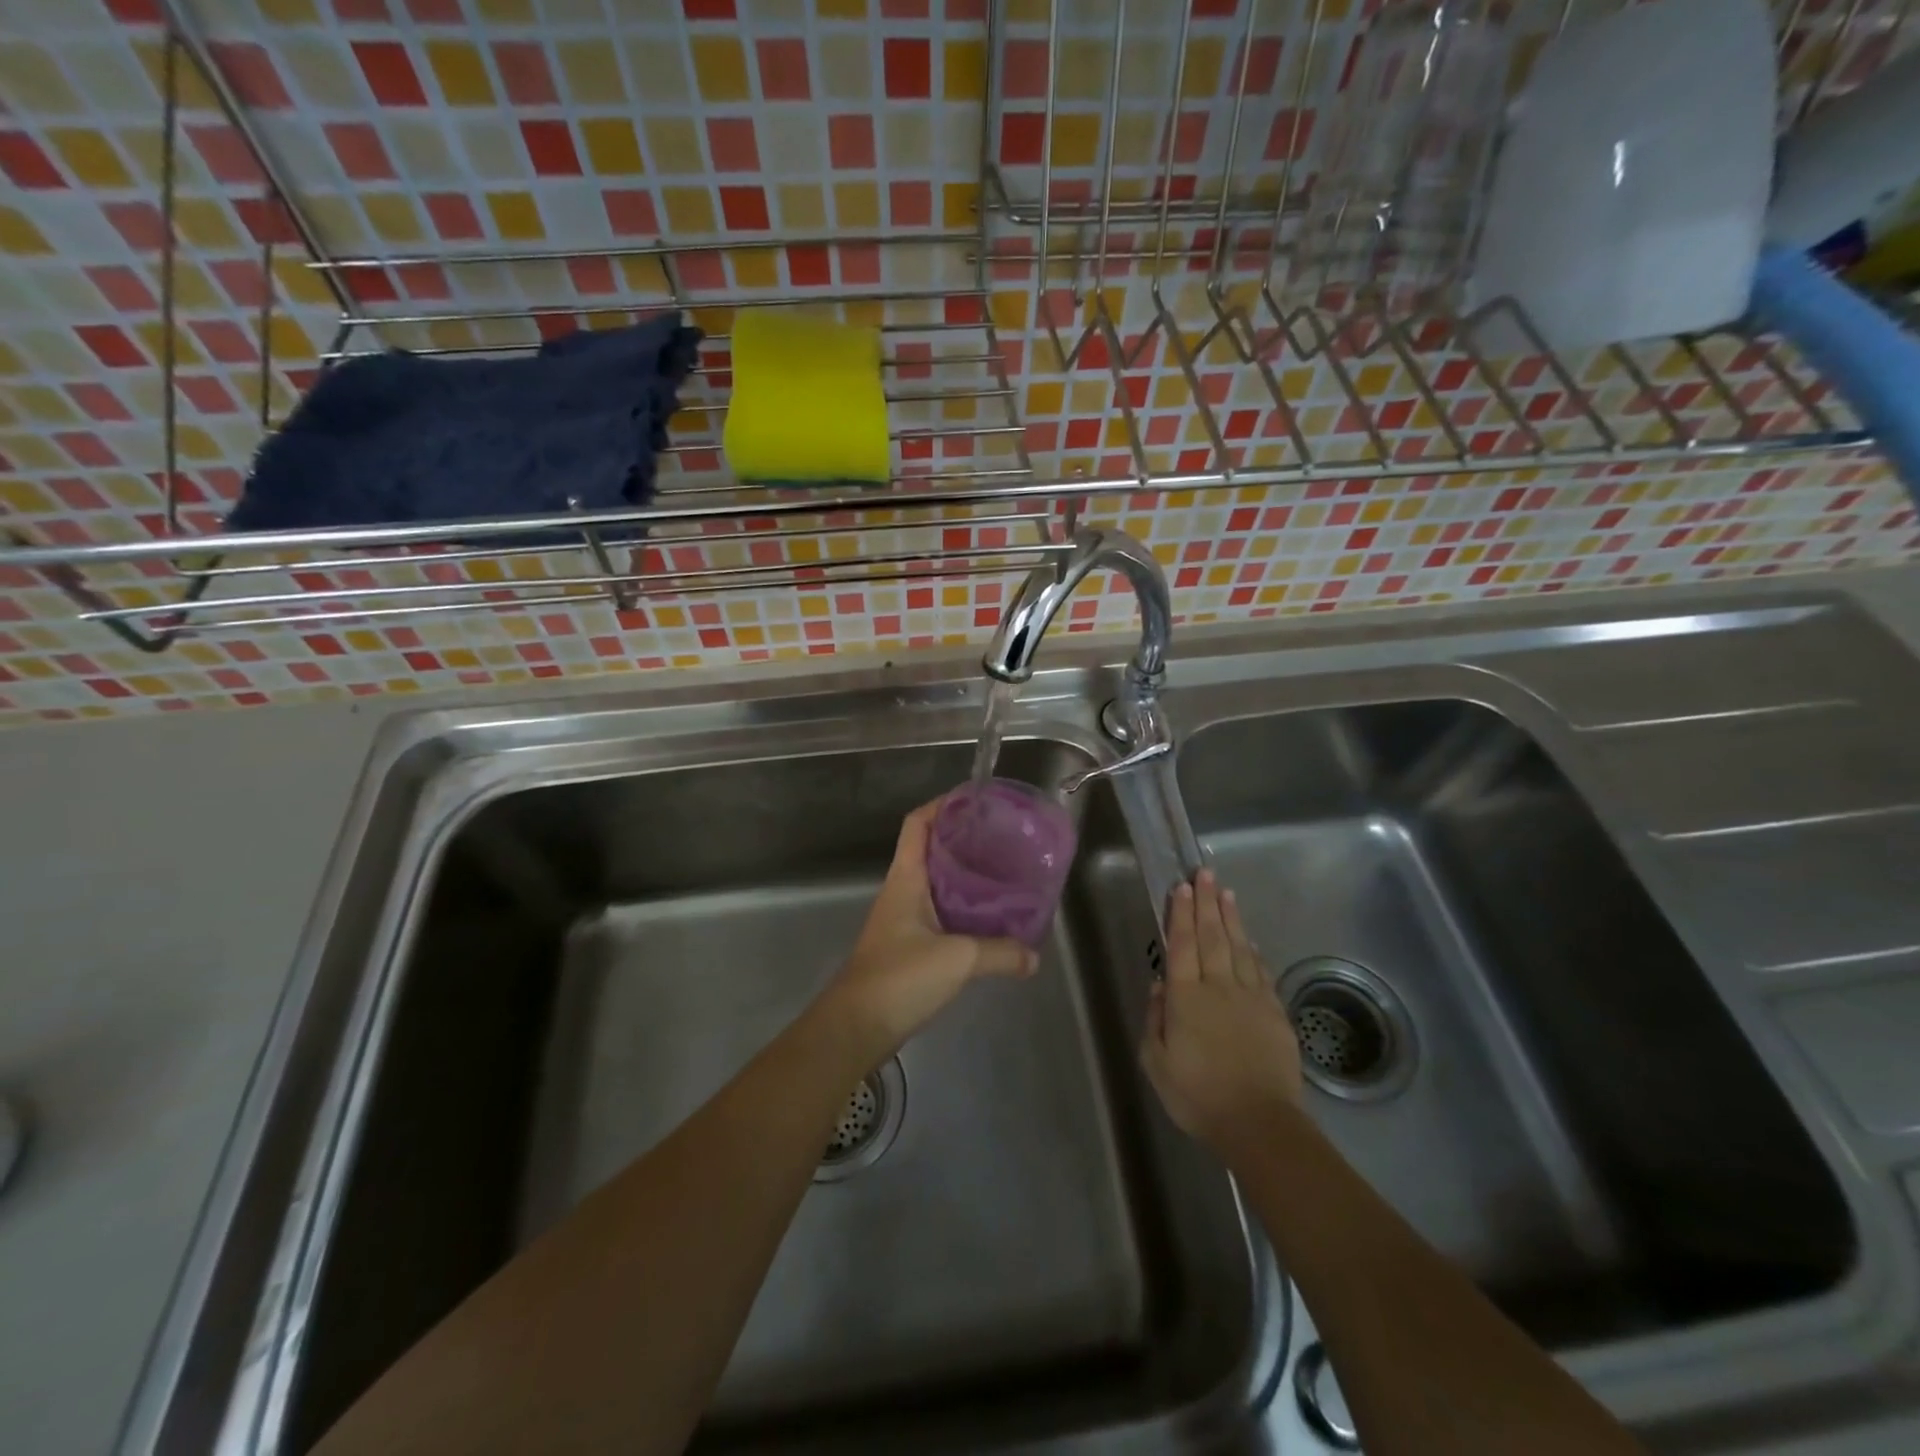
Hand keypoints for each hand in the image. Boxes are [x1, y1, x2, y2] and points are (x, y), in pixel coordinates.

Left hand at [818, 797, 1038, 1065]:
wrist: (856, 1028)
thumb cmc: (900, 977)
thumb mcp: (958, 959)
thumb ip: (1000, 953)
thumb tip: (1034, 956)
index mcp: (906, 879)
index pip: (918, 824)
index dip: (942, 806)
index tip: (976, 802)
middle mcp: (902, 892)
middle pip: (930, 851)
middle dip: (963, 841)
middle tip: (1002, 840)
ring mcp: (902, 920)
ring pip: (936, 884)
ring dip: (964, 877)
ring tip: (1002, 875)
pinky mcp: (907, 947)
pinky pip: (938, 915)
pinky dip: (962, 911)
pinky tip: (987, 922)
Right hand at [1141, 868, 1303, 1156]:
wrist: (1259, 1123)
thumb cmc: (1198, 1095)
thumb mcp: (1156, 1063)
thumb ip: (1155, 1020)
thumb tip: (1160, 985)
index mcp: (1185, 997)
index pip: (1182, 944)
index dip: (1180, 913)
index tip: (1182, 886)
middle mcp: (1218, 987)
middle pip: (1212, 936)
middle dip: (1207, 902)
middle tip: (1205, 873)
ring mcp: (1250, 997)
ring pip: (1239, 947)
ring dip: (1231, 918)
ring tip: (1226, 893)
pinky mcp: (1274, 1012)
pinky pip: (1262, 972)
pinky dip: (1254, 951)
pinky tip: (1251, 940)